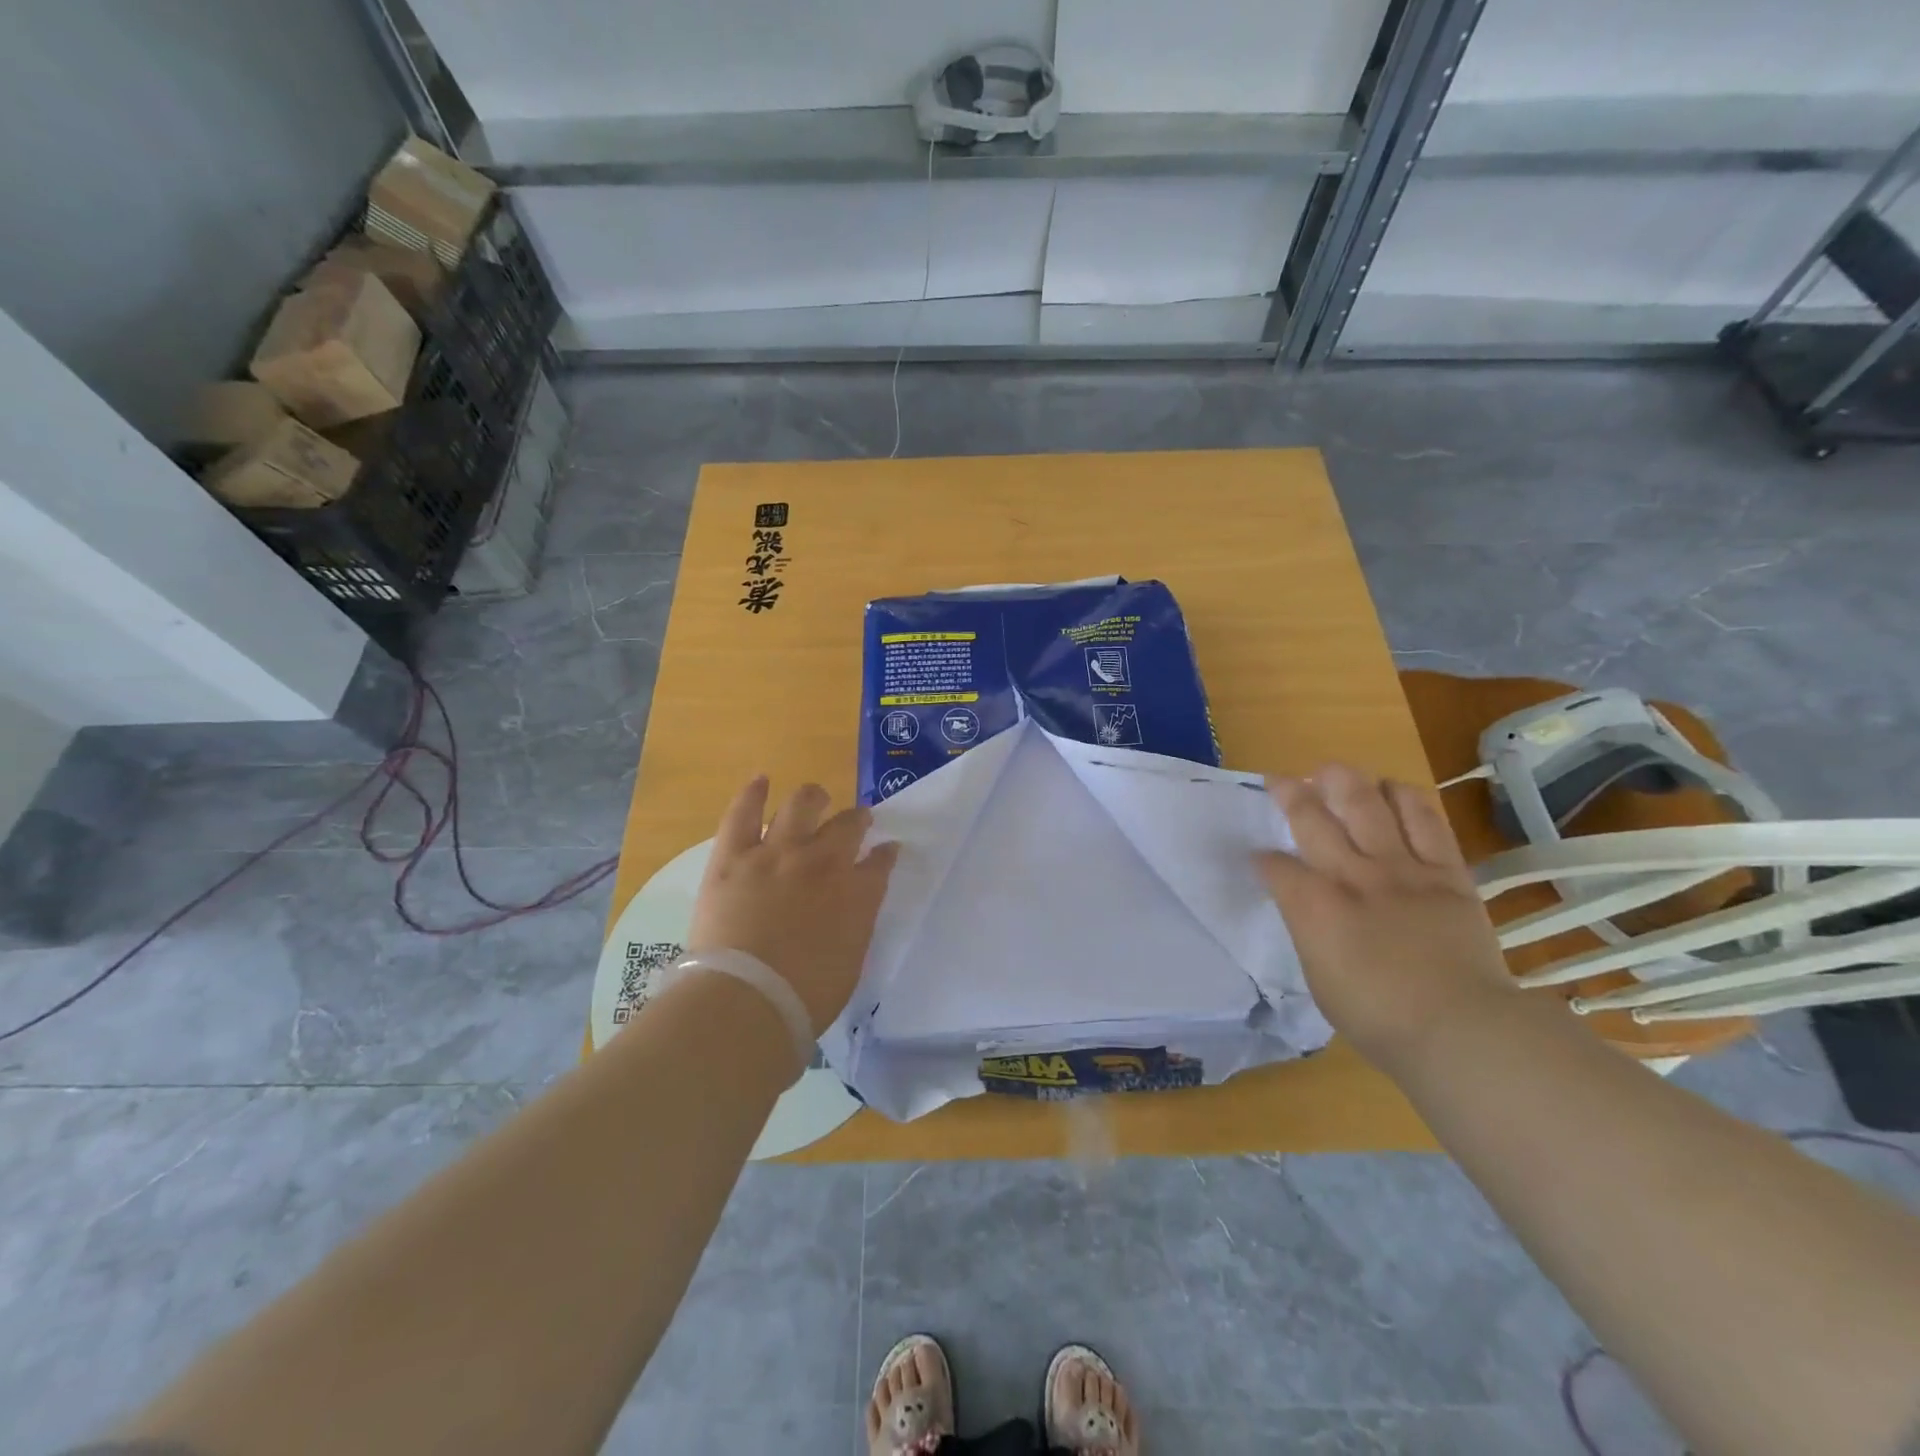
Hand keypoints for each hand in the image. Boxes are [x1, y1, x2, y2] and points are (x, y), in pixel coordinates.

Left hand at [688, 777, 899, 1034]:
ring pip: (801, 805)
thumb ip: (856, 925)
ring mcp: (777, 853)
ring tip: (816, 797)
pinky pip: (743, 813)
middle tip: (855, 822)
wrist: (746, 1001)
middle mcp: (823, 862)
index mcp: (856, 893)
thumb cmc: (804, 999)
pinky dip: (753, 793)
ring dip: (813, 798)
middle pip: (847, 825)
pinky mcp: (733, 855)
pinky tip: (761, 779)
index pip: (880, 862)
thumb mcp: (850, 963)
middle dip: (857, 820)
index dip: (885, 853)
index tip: (887, 850)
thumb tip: (854, 906)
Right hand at [1256, 764, 1515, 1073]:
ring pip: (1369, 805)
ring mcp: (1402, 869)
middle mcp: (1352, 875)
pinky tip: (1393, 789)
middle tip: (1280, 780)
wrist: (1462, 1029)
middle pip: (1313, 818)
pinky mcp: (1447, 873)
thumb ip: (1307, 930)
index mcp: (1314, 906)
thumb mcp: (1318, 978)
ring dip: (1347, 782)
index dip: (1262, 859)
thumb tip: (1302, 905)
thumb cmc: (1378, 1018)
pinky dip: (1406, 799)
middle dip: (1290, 794)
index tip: (1259, 859)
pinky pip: (1426, 821)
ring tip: (1334, 773)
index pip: (1274, 865)